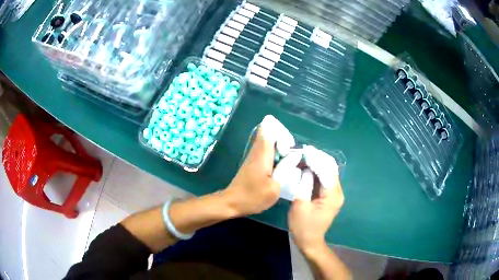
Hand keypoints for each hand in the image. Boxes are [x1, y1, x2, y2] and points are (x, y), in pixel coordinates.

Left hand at [223, 115, 291, 216]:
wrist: (231, 203)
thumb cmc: (253, 197)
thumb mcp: (274, 187)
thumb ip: (285, 168)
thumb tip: (295, 154)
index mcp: (262, 154)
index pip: (269, 128)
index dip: (282, 134)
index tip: (289, 149)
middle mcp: (257, 150)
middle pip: (269, 132)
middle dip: (283, 140)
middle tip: (291, 155)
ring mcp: (253, 156)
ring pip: (268, 141)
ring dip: (280, 147)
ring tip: (287, 161)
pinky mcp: (252, 162)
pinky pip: (266, 150)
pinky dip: (275, 154)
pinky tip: (279, 167)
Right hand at [288, 146, 343, 252]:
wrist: (310, 241)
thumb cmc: (303, 226)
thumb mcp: (300, 205)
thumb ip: (304, 184)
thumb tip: (305, 168)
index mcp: (332, 195)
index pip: (327, 170)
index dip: (316, 159)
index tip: (304, 150)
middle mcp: (337, 192)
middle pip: (331, 168)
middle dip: (318, 157)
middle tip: (303, 150)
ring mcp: (335, 193)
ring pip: (329, 171)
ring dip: (318, 162)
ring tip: (304, 155)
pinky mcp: (330, 195)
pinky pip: (325, 178)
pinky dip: (317, 170)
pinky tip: (307, 166)